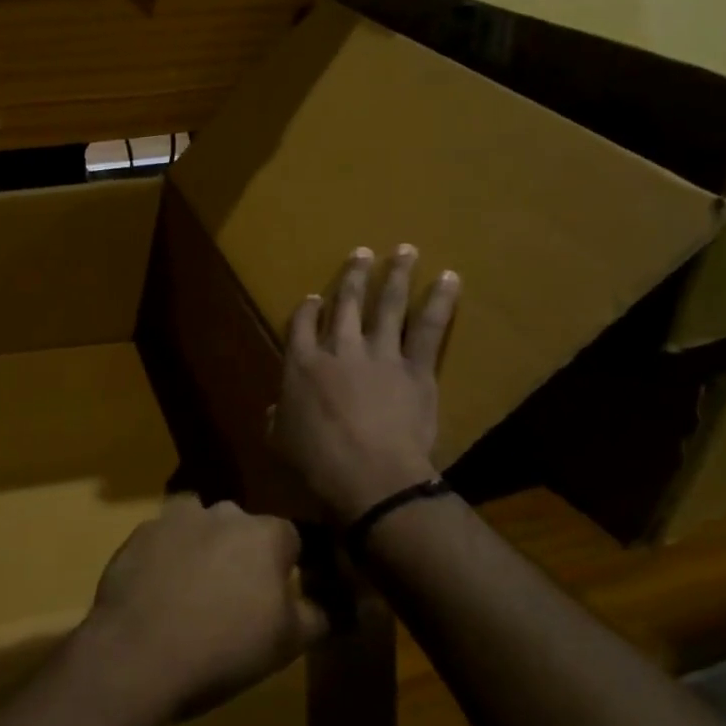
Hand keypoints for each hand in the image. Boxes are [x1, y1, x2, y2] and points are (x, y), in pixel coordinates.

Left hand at [80, 495, 327, 722]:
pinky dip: (164, 559)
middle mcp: (223, 512)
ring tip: (193, 591)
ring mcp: (176, 518)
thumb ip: (319, 616)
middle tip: (235, 598)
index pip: (291, 539)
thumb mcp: (287, 643)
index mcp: (266, 533)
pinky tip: (158, 594)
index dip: (287, 568)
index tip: (279, 597)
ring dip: (201, 548)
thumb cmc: (225, 648)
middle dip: (243, 555)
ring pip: (199, 526)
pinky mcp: (138, 534)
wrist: (138, 654)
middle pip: (243, 528)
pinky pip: (162, 541)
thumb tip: (340, 604)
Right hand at [270, 245, 459, 523]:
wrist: (371, 476)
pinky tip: (450, 278)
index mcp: (302, 365)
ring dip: (396, 275)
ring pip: (387, 305)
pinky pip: (428, 328)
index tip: (314, 297)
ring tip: (405, 250)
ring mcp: (379, 354)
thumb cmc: (319, 464)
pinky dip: (440, 301)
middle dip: (353, 276)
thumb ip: (277, 419)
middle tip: (362, 253)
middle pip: (346, 303)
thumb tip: (276, 410)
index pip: (301, 325)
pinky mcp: (414, 367)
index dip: (307, 309)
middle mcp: (339, 348)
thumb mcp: (280, 443)